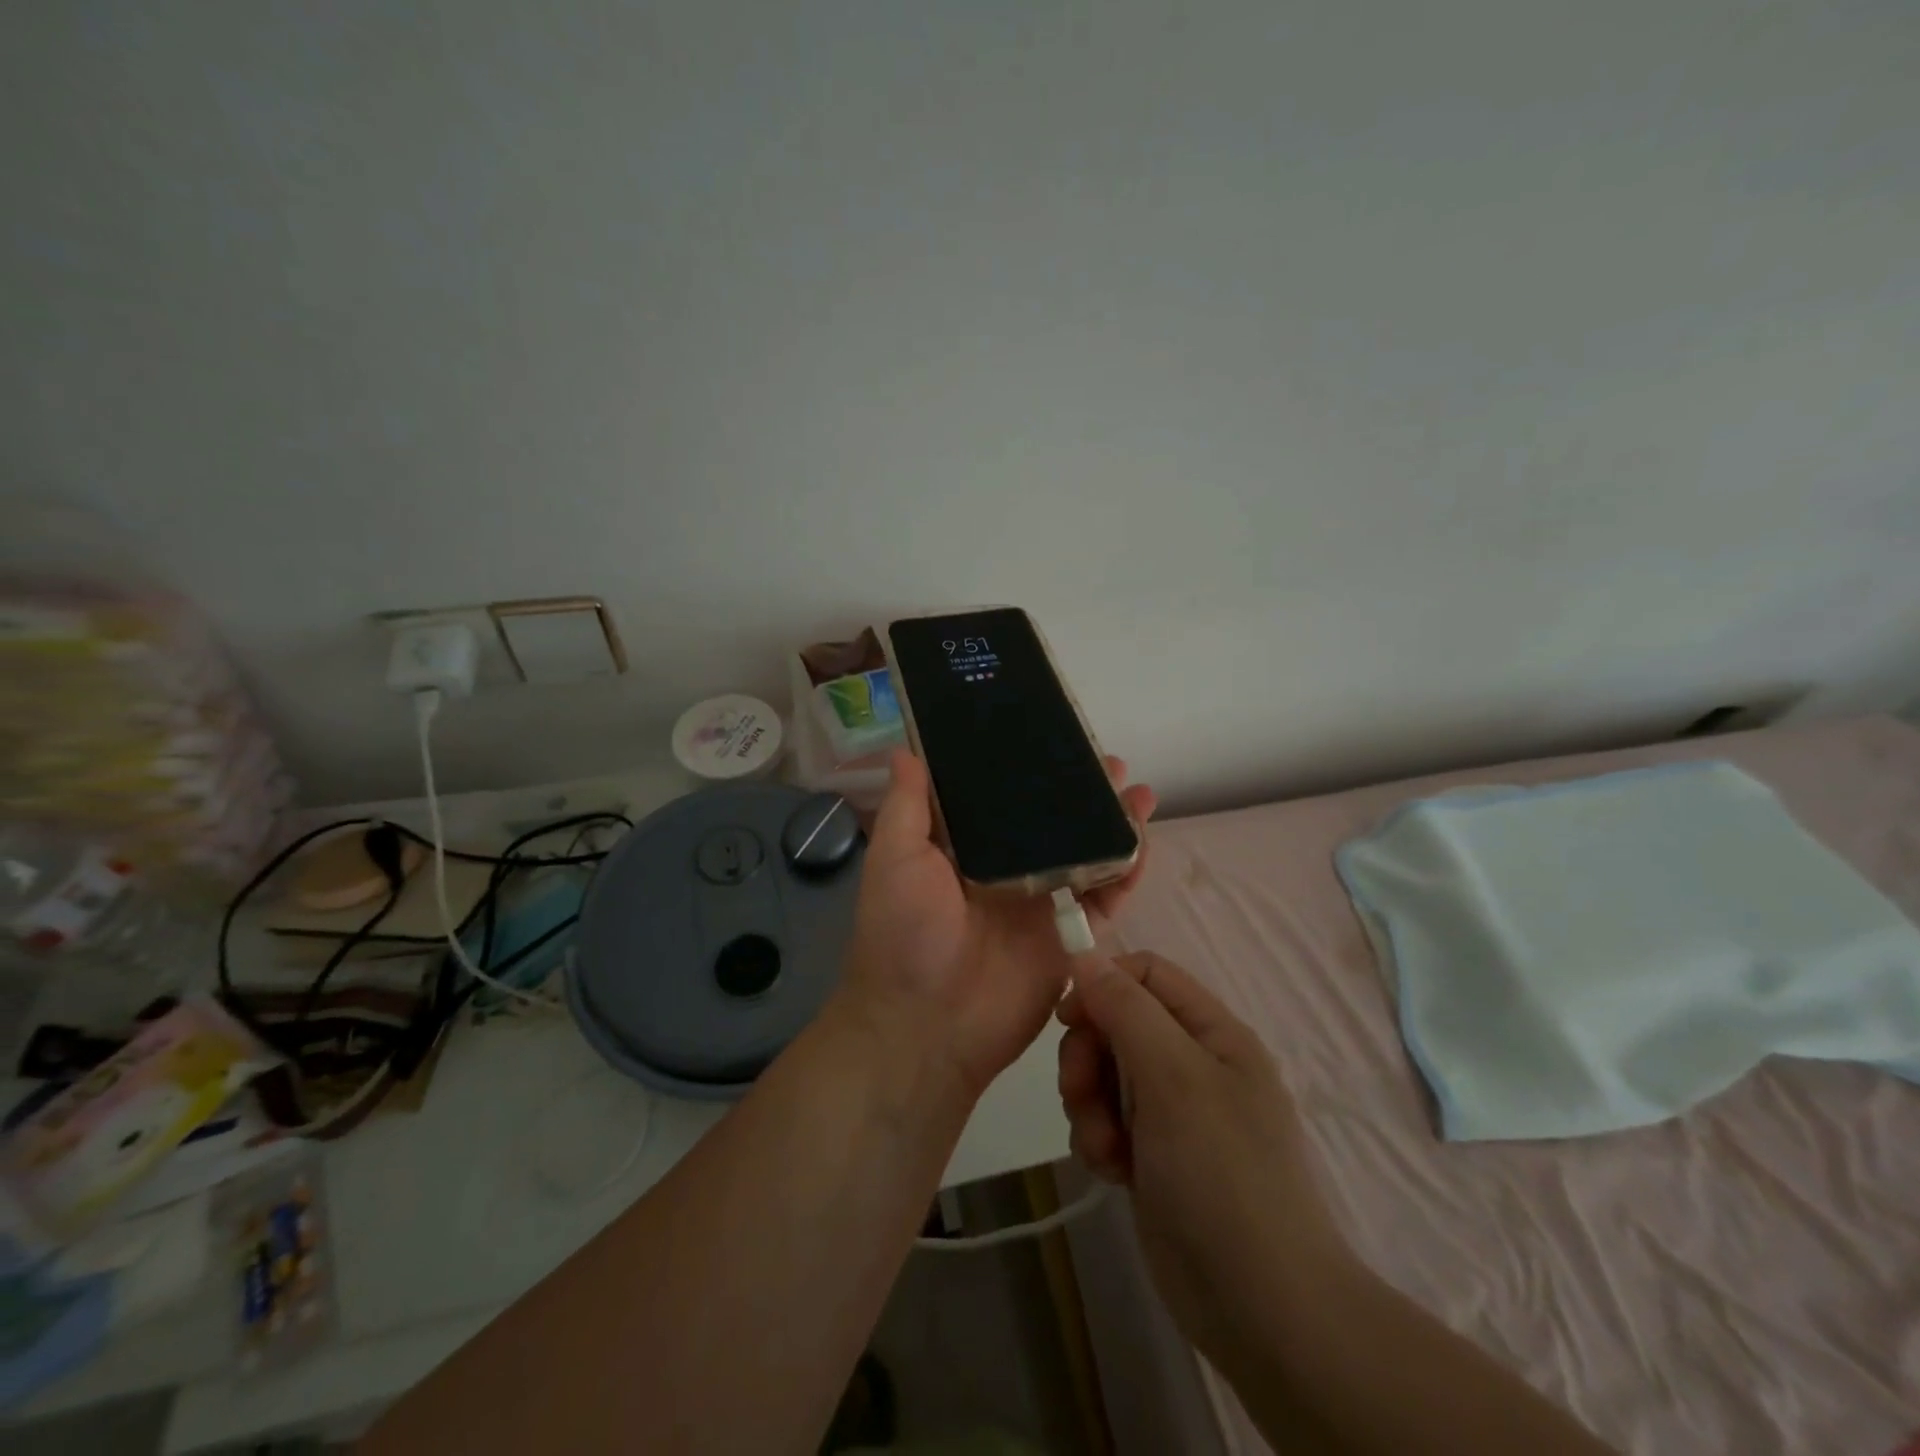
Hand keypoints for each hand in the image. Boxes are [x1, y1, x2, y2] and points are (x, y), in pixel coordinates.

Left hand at [839, 750, 1156, 1098]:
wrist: (926, 1027)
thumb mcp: (895, 860)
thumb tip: (906, 749)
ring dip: (1110, 823)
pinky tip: (1142, 839)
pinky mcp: (1067, 938)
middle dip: (1078, 792)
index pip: (999, 798)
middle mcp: (1005, 870)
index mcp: (963, 849)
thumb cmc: (902, 934)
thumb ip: (908, 807)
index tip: (1048, 736)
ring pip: (1083, 854)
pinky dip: (1125, 871)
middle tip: (1106, 761)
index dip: (1023, 768)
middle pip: (1050, 822)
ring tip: (1136, 790)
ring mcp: (1040, 904)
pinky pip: (1103, 899)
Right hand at [1056, 952, 1349, 1360]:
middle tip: (1081, 1093)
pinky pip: (1108, 1120)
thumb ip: (1126, 1009)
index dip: (1103, 984)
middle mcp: (1193, 1063)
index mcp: (1212, 1032)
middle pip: (1117, 1024)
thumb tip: (1085, 955)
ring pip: (1106, 1074)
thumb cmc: (1221, 1174)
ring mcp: (1174, 1112)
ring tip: (1105, 1148)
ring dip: (1090, 1104)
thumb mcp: (1173, 1076)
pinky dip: (1099, 1139)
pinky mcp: (1154, 1154)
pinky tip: (1111, 1171)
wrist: (1260, 1307)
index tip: (1067, 1018)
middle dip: (1089, 1056)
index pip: (1146, 973)